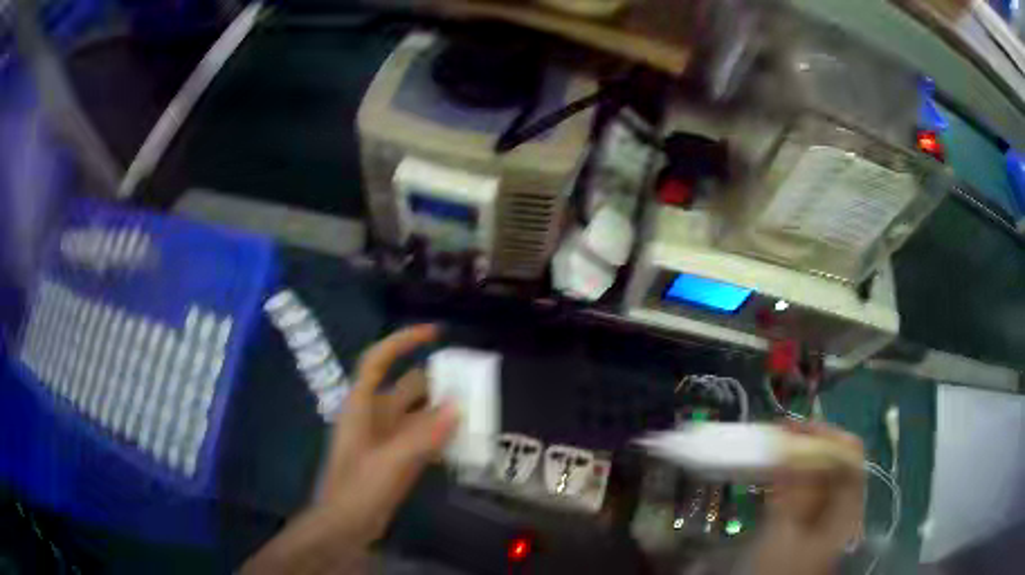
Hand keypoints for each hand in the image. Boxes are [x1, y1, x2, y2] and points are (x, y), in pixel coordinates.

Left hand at [243, 325, 458, 573]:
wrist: (345, 526)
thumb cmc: (358, 490)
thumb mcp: (390, 463)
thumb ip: (423, 436)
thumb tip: (457, 406)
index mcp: (362, 406)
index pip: (378, 360)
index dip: (402, 340)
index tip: (436, 332)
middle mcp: (374, 415)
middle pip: (406, 385)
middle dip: (436, 380)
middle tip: (473, 379)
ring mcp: (386, 438)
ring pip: (418, 412)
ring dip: (442, 409)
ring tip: (477, 407)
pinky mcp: (396, 457)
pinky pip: (422, 436)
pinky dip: (440, 433)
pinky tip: (464, 439)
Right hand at [749, 422, 864, 574]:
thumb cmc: (780, 572)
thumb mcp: (783, 535)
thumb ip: (792, 491)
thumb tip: (791, 447)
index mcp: (846, 507)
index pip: (848, 455)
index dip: (825, 434)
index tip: (792, 427)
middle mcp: (841, 506)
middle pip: (835, 462)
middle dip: (808, 444)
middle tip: (777, 437)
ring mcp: (826, 516)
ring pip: (819, 476)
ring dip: (797, 460)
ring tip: (771, 454)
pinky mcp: (809, 523)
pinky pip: (805, 491)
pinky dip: (790, 479)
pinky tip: (771, 479)